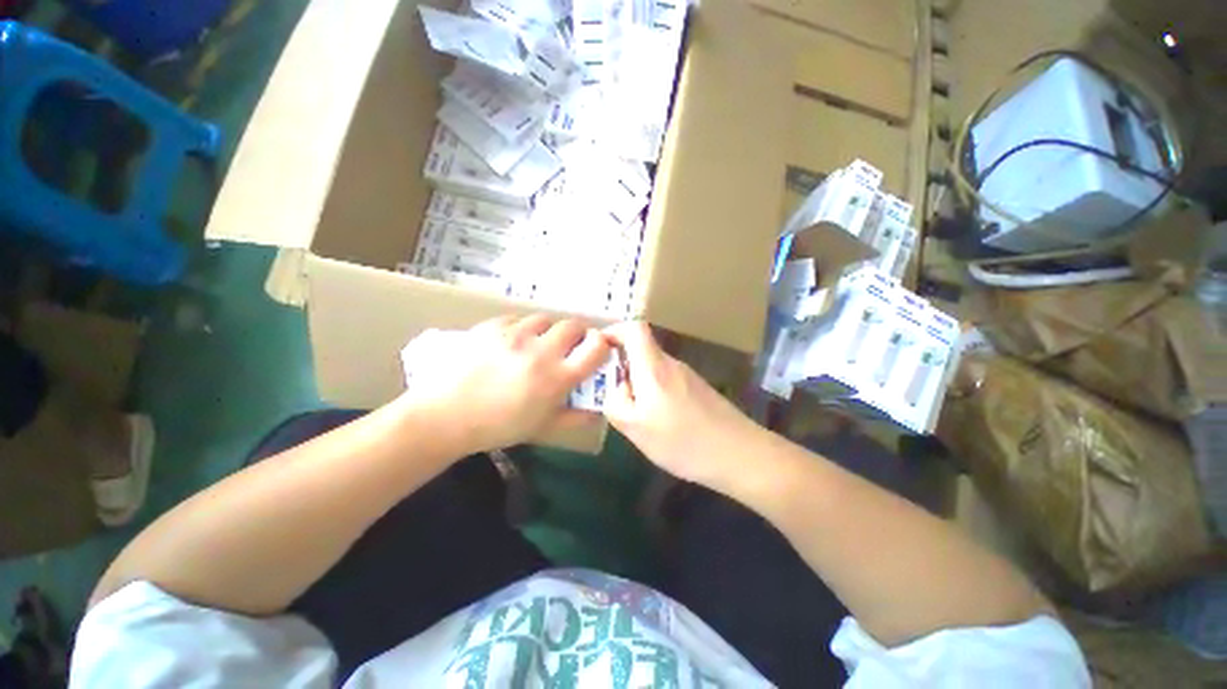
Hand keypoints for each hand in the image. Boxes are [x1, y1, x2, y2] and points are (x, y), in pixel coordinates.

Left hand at [403, 315, 610, 452]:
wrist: (445, 416)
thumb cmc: (498, 426)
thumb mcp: (542, 427)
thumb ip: (575, 417)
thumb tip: (598, 410)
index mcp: (558, 377)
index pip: (596, 347)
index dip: (602, 345)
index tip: (596, 351)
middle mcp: (541, 350)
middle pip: (574, 325)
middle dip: (577, 334)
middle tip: (568, 347)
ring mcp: (515, 334)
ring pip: (546, 319)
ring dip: (549, 330)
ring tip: (538, 344)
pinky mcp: (492, 326)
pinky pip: (518, 319)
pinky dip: (523, 329)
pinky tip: (512, 344)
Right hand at [603, 322, 761, 487]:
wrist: (740, 454)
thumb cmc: (683, 440)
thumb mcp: (636, 428)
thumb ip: (615, 403)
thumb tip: (616, 388)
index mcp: (653, 366)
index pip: (634, 328)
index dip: (613, 332)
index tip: (598, 351)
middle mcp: (672, 363)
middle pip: (641, 350)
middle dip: (620, 366)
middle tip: (610, 393)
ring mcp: (687, 375)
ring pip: (653, 368)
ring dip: (637, 383)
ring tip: (634, 414)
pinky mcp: (697, 389)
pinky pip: (666, 381)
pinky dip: (653, 392)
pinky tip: (658, 421)